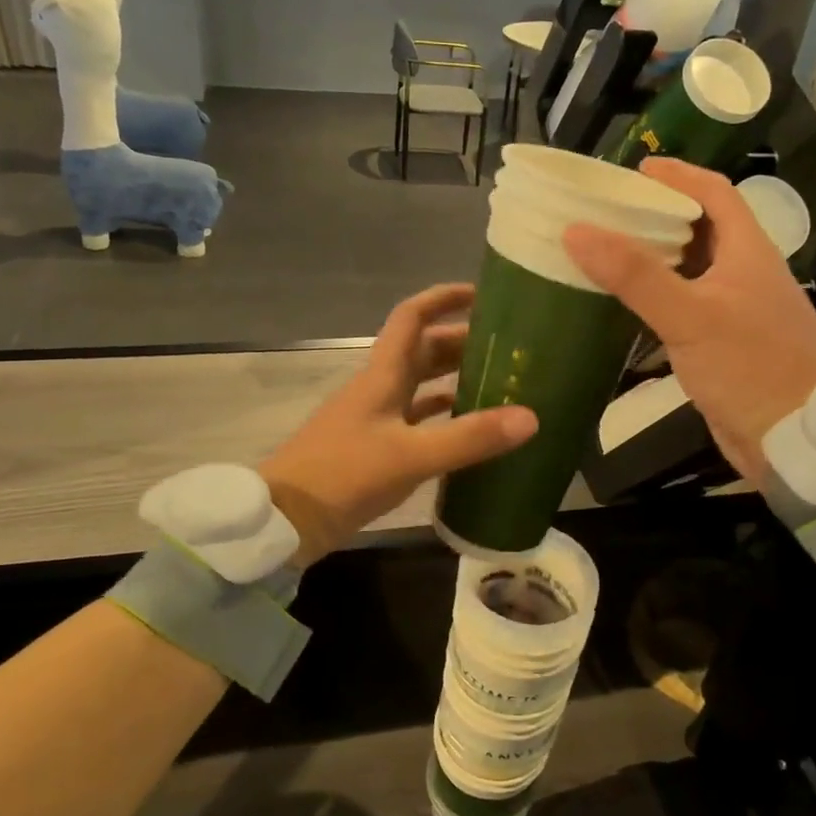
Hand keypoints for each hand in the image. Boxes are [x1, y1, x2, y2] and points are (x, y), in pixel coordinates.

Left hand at [260, 284, 537, 563]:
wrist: (285, 521)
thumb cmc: (344, 474)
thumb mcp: (411, 455)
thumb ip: (469, 437)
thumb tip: (530, 417)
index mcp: (382, 376)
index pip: (412, 318)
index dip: (443, 299)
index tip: (481, 294)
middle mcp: (378, 389)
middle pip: (422, 351)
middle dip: (461, 342)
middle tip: (506, 348)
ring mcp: (374, 420)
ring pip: (420, 386)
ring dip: (454, 379)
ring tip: (498, 384)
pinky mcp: (373, 449)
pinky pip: (416, 422)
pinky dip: (442, 418)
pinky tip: (468, 430)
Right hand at [563, 157, 815, 490]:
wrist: (796, 439)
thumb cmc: (750, 368)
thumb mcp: (689, 316)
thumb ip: (635, 275)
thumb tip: (577, 231)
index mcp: (749, 252)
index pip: (716, 194)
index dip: (679, 176)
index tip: (636, 170)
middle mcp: (747, 274)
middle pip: (703, 229)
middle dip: (660, 216)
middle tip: (611, 214)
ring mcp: (740, 312)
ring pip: (695, 270)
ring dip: (658, 259)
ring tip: (610, 253)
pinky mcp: (728, 345)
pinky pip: (689, 307)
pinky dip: (660, 298)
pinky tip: (630, 307)